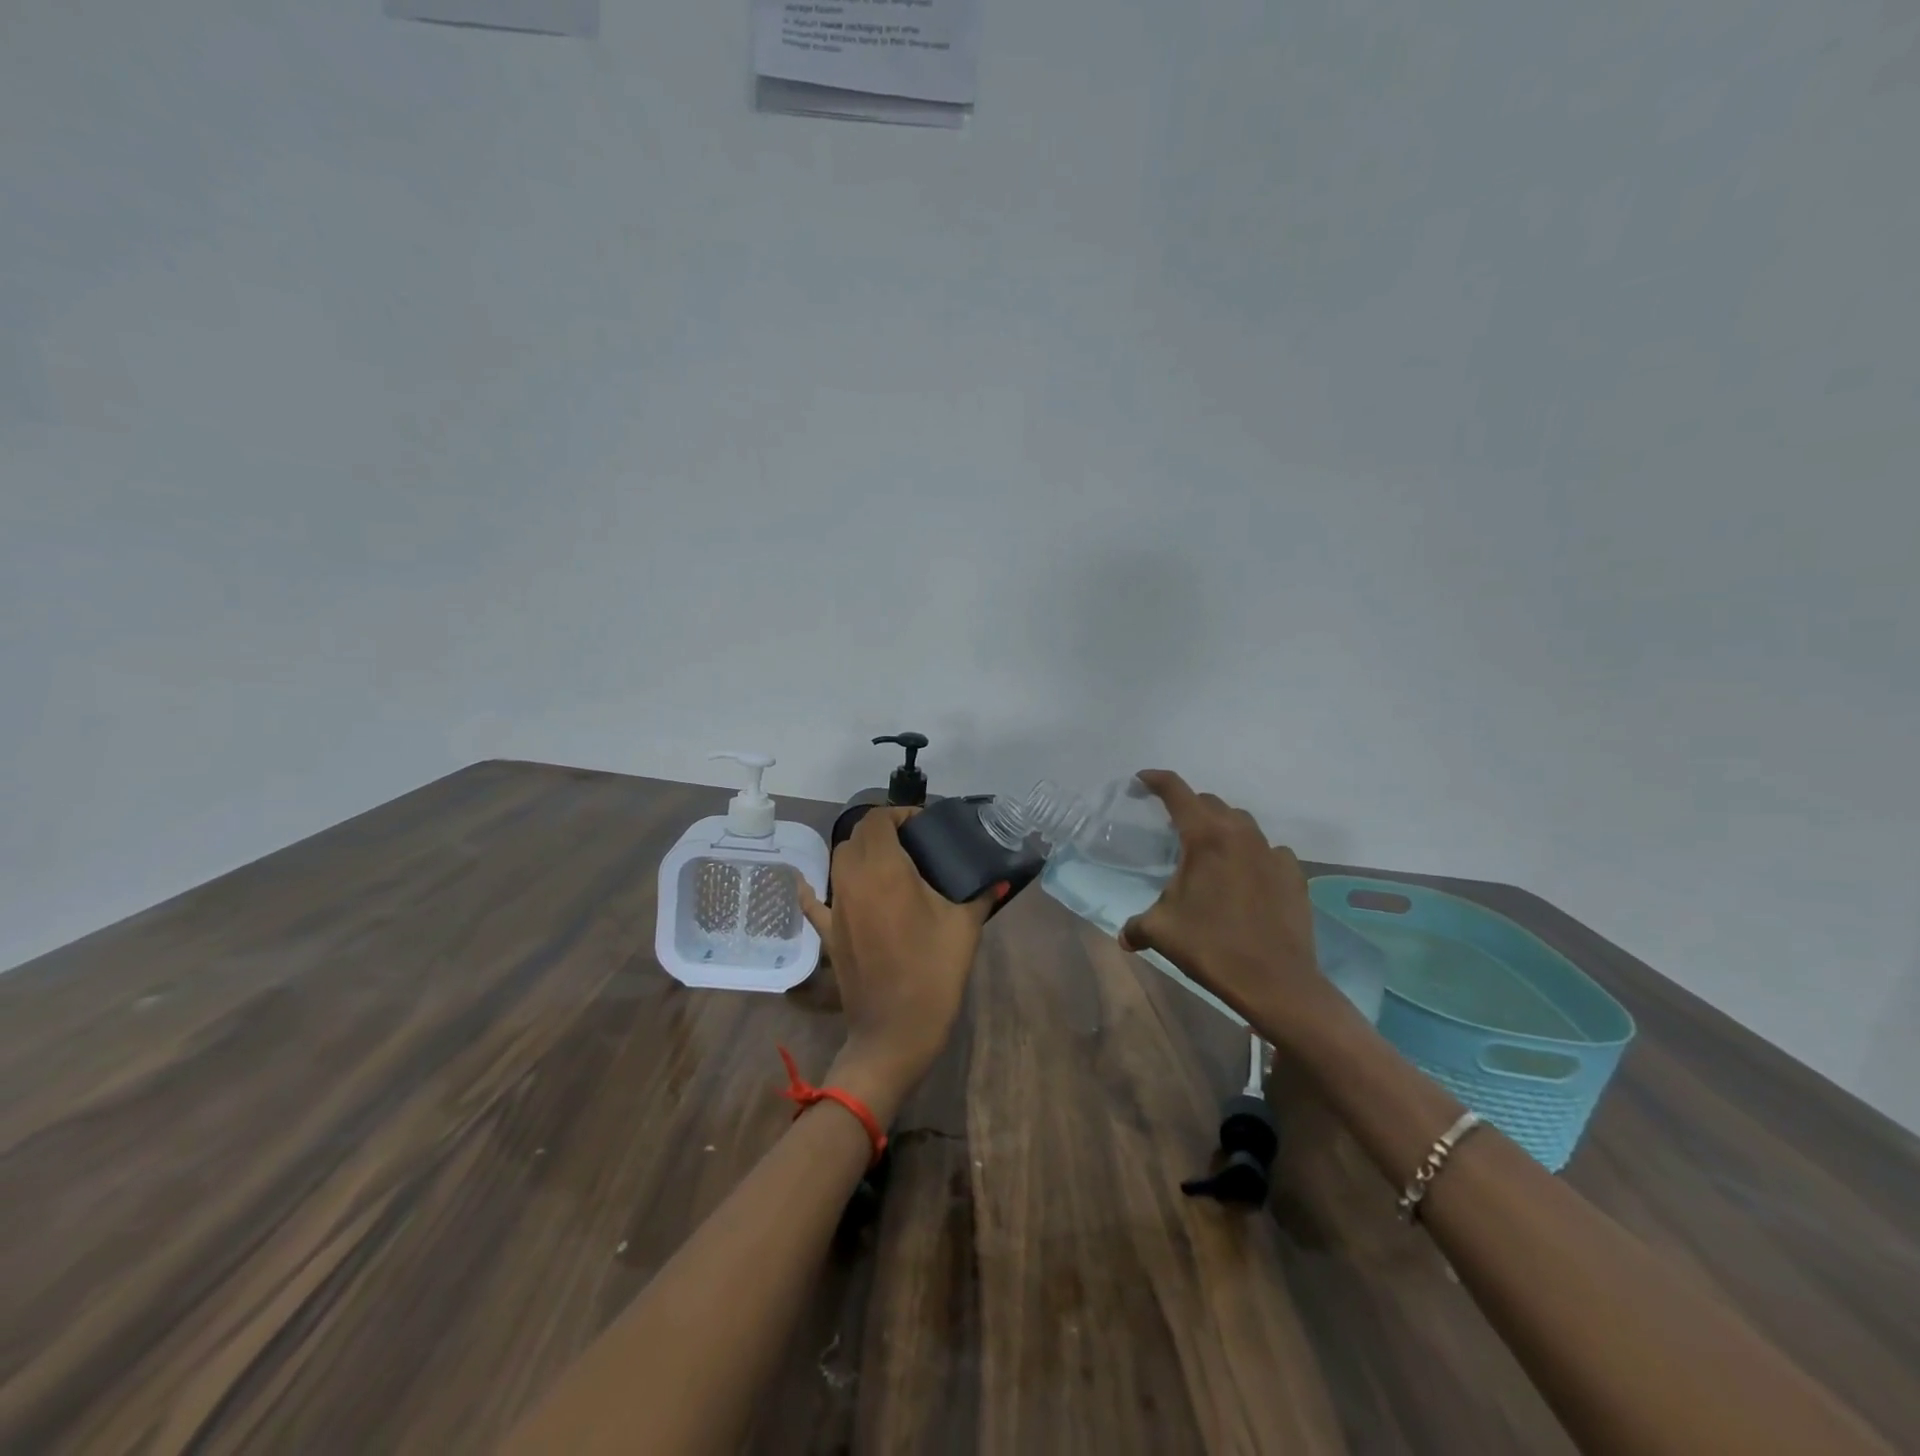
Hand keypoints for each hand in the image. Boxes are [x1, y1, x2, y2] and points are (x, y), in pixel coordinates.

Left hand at [798, 807, 991, 1122]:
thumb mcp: (965, 928)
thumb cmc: (934, 973)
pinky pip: (814, 902)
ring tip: (888, 864)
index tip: (923, 824)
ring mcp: (836, 907)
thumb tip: (1000, 880)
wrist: (896, 1031)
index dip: (899, 813)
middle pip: (857, 836)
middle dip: (881, 830)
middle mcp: (853, 880)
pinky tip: (808, 882)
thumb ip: (981, 896)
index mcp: (886, 870)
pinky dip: (812, 888)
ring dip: (859, 853)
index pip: (879, 820)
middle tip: (911, 843)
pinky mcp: (828, 934)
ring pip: (839, 861)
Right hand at [1118, 770, 1345, 1045]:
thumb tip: (1125, 936)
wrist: (1276, 982)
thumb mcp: (1161, 932)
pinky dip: (1252, 853)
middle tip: (1171, 824)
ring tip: (1209, 849)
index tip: (1142, 780)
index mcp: (1205, 837)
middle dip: (1188, 806)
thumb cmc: (1211, 947)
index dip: (1157, 780)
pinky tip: (1245, 875)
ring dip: (1221, 827)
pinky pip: (1268, 850)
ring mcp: (1272, 853)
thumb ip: (1137, 926)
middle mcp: (1240, 835)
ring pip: (1242, 823)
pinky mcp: (1293, 874)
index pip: (1177, 792)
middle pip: (1210, 803)